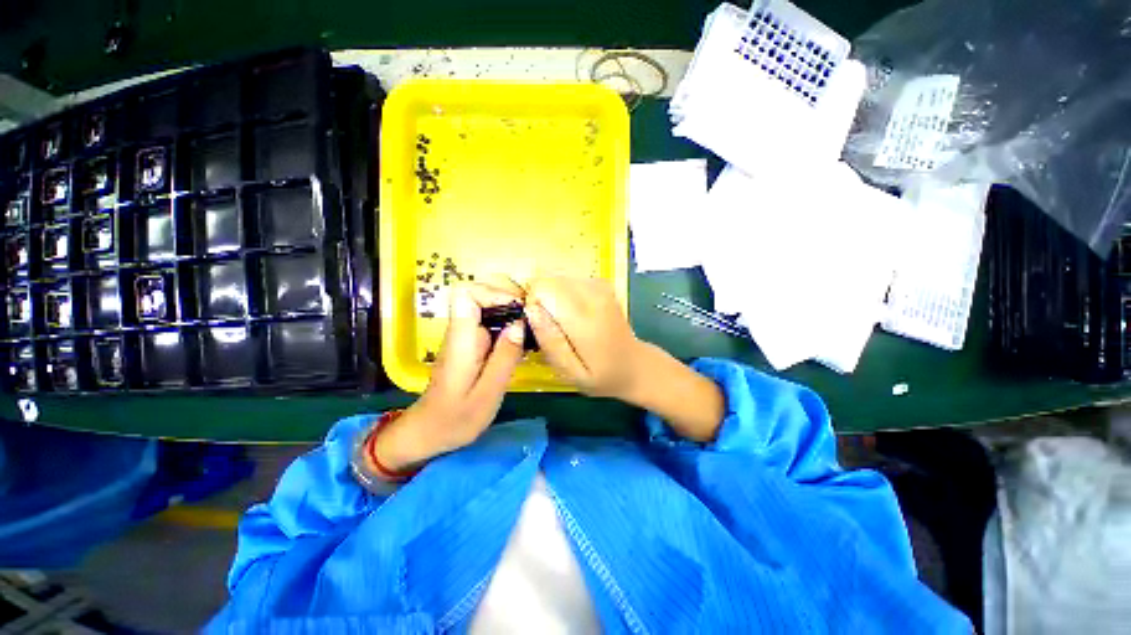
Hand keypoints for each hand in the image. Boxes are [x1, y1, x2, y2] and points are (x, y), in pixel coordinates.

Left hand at [372, 279, 527, 470]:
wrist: (430, 431)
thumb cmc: (456, 418)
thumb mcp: (488, 393)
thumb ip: (505, 358)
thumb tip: (520, 324)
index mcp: (461, 339)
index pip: (466, 293)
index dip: (494, 292)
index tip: (519, 308)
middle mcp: (461, 331)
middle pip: (481, 295)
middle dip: (509, 302)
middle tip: (532, 321)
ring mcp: (466, 336)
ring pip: (488, 308)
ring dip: (512, 314)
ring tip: (532, 332)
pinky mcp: (472, 344)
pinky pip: (491, 324)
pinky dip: (509, 327)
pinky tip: (522, 344)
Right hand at [525, 276, 642, 398]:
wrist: (634, 364)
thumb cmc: (600, 374)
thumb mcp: (571, 372)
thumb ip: (551, 342)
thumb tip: (531, 310)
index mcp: (585, 319)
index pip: (544, 288)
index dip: (533, 304)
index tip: (537, 324)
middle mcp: (594, 295)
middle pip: (550, 278)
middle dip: (540, 297)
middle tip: (548, 324)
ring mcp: (600, 286)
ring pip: (559, 276)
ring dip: (551, 294)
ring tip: (560, 320)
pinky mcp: (602, 284)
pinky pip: (570, 278)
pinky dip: (563, 291)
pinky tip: (571, 311)